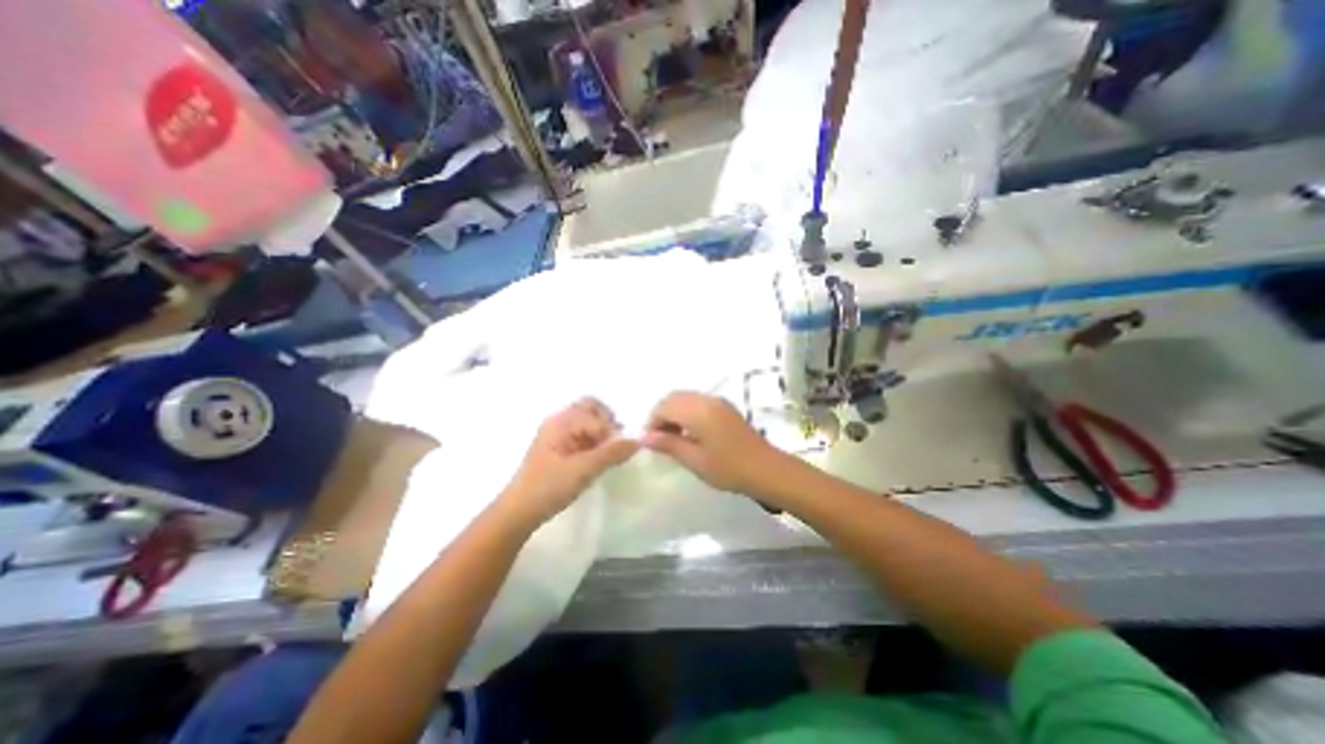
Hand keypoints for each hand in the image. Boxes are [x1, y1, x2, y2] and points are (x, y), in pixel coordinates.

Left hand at [500, 398, 638, 524]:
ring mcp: (558, 433)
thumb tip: (639, 440)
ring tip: (607, 455)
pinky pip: (583, 434)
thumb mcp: (584, 470)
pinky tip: (596, 460)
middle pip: (592, 408)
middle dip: (608, 423)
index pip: (597, 415)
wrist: (519, 512)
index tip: (620, 452)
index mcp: (562, 421)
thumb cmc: (549, 487)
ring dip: (602, 433)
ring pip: (588, 421)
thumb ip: (612, 453)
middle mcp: (560, 421)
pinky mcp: (559, 446)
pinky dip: (594, 441)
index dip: (612, 432)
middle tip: (615, 445)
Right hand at [639, 388, 778, 493]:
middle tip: (659, 440)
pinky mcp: (725, 407)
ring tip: (673, 438)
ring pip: (686, 398)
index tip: (649, 442)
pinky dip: (687, 412)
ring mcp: (718, 401)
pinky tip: (690, 433)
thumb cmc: (728, 468)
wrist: (766, 469)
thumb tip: (644, 436)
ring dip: (674, 413)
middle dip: (662, 415)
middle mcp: (706, 399)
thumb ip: (668, 444)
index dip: (652, 422)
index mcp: (697, 410)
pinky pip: (698, 402)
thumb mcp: (694, 459)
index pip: (664, 406)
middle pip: (674, 398)